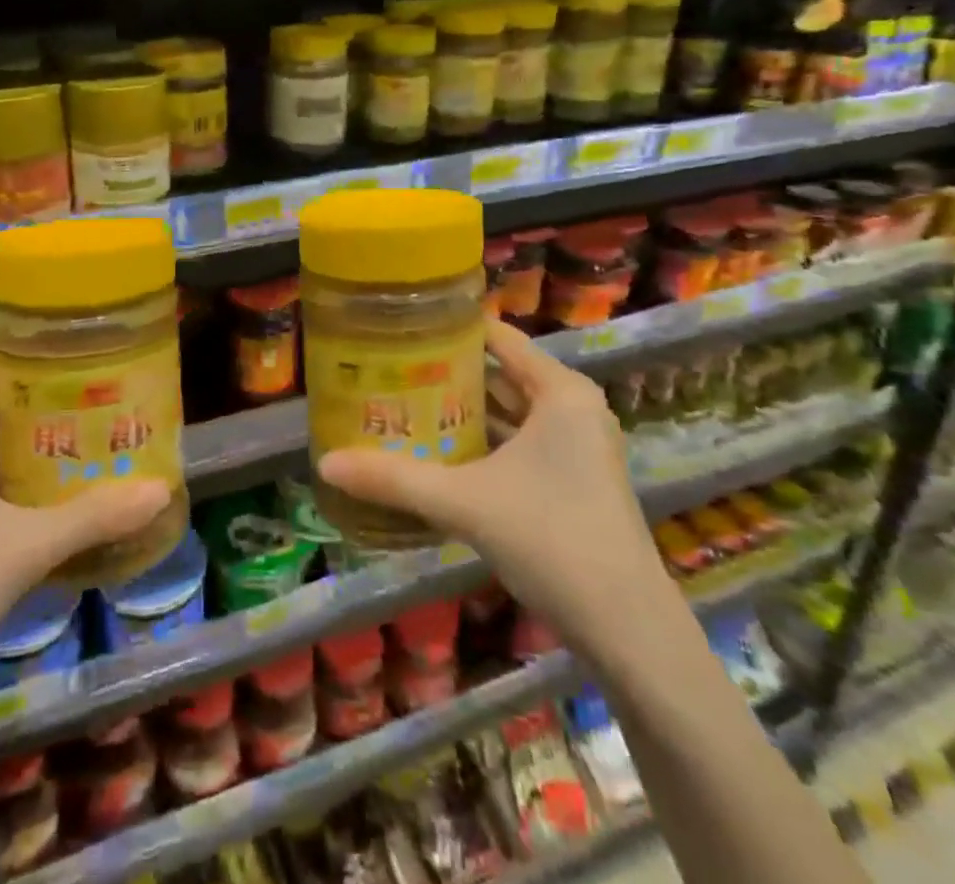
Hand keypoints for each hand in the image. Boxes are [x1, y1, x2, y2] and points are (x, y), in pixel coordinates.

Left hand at [0, 361, 169, 697]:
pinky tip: (46, 505)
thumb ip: (94, 515)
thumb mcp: (25, 546)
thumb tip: (160, 490)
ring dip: (20, 458)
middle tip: (88, 409)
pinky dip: (3, 493)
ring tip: (78, 450)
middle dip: (32, 416)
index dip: (21, 368)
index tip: (71, 366)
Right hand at [317, 318, 669, 638]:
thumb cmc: (551, 539)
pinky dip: (484, 443)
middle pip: (501, 374)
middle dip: (449, 373)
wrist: (628, 629)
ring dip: (464, 412)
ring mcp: (578, 447)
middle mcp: (573, 409)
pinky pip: (520, 443)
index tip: (403, 325)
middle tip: (391, 366)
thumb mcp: (465, 503)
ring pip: (510, 413)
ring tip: (405, 402)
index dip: (452, 329)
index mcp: (560, 392)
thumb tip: (326, 463)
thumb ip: (395, 479)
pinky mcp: (575, 481)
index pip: (499, 338)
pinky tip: (440, 452)